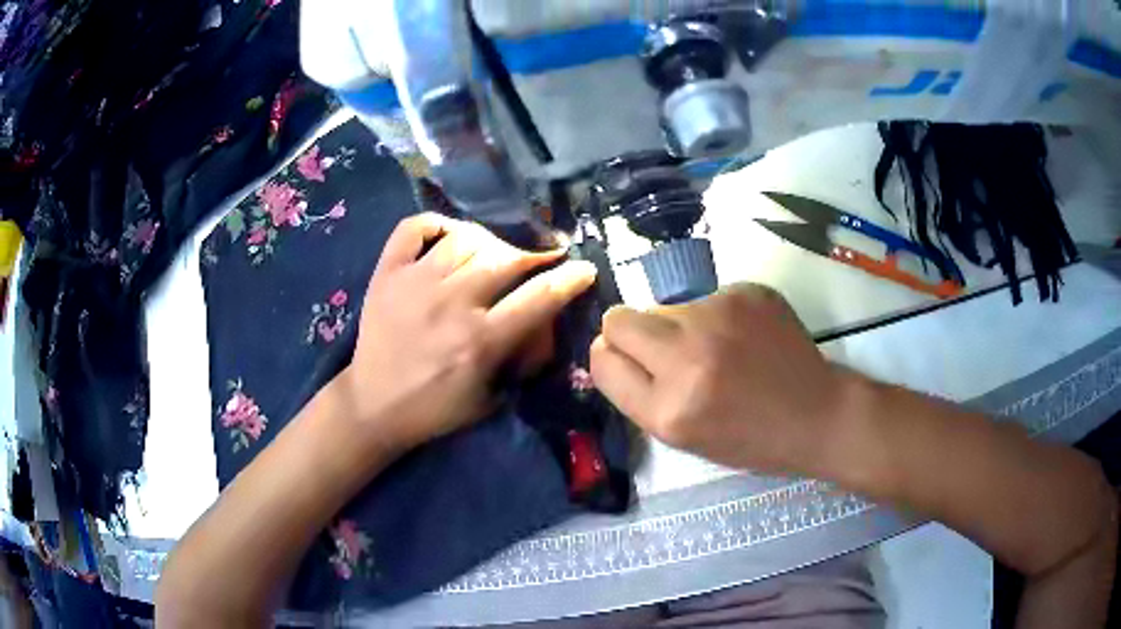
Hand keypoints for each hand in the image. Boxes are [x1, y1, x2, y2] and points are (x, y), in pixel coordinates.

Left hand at [341, 213, 596, 452]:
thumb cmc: (435, 408)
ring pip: (466, 238)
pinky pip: (414, 228)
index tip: (583, 268)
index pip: (539, 297)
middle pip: (506, 259)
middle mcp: (450, 304)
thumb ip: (521, 359)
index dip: (570, 278)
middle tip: (540, 260)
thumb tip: (545, 319)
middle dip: (534, 255)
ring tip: (495, 253)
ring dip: (491, 241)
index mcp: (479, 342)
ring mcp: (414, 283)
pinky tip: (450, 236)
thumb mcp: (490, 397)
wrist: (373, 405)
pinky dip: (437, 224)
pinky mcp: (387, 273)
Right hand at [590, 284, 852, 476]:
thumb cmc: (749, 439)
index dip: (612, 358)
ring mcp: (719, 317)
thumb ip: (639, 393)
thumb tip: (610, 346)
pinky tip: (745, 337)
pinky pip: (706, 296)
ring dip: (679, 325)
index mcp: (668, 409)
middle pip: (619, 318)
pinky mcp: (745, 293)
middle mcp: (687, 357)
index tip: (630, 361)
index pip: (603, 359)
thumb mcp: (683, 438)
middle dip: (632, 332)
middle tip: (667, 350)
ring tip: (719, 349)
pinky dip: (716, 314)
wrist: (816, 415)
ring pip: (665, 306)